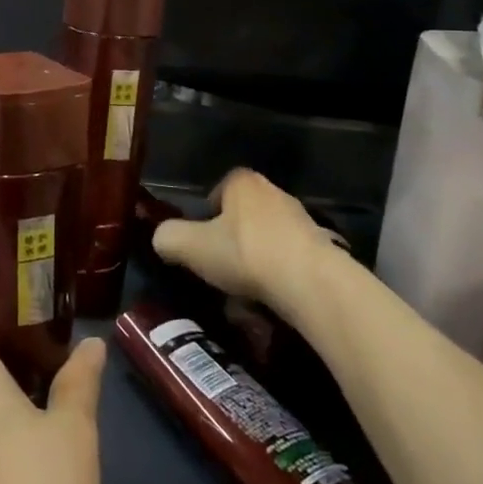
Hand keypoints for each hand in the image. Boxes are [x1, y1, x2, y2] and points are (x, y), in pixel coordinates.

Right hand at [152, 167, 332, 305]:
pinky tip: (271, 301)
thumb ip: (168, 237)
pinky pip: (288, 260)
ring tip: (244, 294)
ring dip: (254, 261)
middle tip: (219, 268)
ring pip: (266, 239)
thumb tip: (162, 239)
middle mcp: (274, 192)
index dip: (206, 214)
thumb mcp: (191, 246)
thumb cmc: (245, 254)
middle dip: (231, 240)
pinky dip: (278, 277)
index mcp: (242, 182)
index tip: (201, 242)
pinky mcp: (321, 248)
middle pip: (243, 215)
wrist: (310, 282)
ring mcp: (301, 219)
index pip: (218, 189)